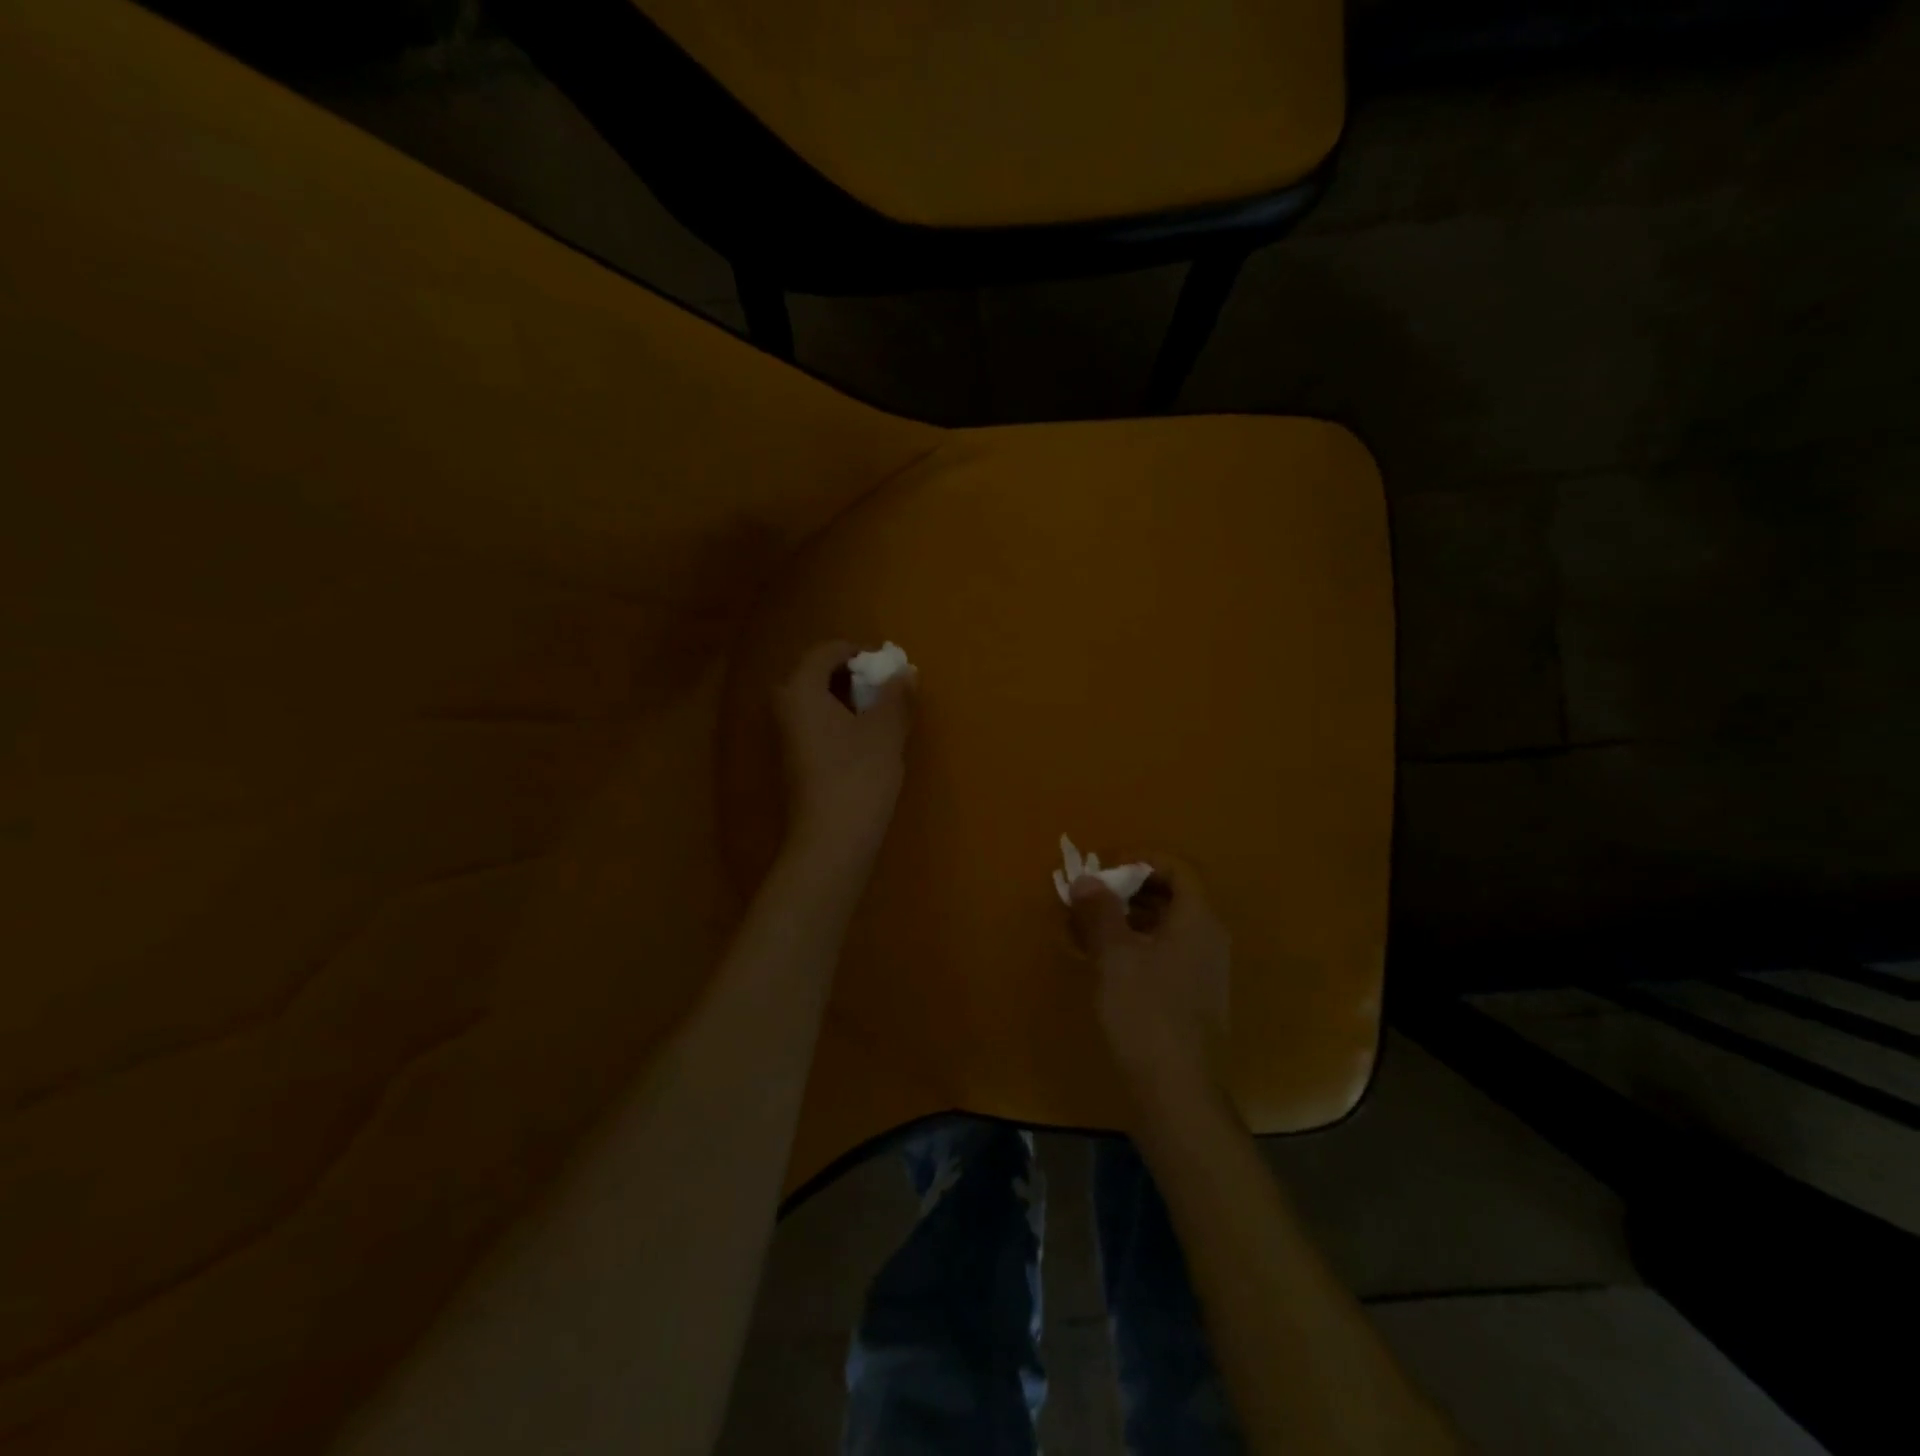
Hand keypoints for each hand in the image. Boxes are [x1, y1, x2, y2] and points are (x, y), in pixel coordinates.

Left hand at [774, 640, 915, 862]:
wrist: (830, 841)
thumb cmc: (858, 777)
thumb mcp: (885, 731)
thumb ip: (896, 696)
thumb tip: (904, 672)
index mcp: (800, 689)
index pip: (826, 651)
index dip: (858, 652)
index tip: (887, 666)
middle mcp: (784, 706)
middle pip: (816, 674)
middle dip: (852, 676)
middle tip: (885, 689)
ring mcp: (785, 736)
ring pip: (815, 701)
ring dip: (846, 700)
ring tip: (881, 714)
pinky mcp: (793, 761)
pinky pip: (815, 724)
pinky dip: (839, 721)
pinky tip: (865, 742)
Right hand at [1069, 855, 1230, 1114]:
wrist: (1177, 1092)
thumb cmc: (1146, 1014)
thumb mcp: (1115, 956)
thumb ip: (1100, 911)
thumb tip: (1086, 879)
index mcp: (1198, 920)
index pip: (1177, 867)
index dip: (1140, 858)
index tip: (1104, 867)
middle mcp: (1209, 938)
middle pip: (1172, 894)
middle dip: (1129, 887)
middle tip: (1091, 896)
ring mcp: (1204, 970)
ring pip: (1166, 925)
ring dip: (1129, 917)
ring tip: (1089, 926)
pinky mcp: (1194, 996)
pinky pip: (1166, 952)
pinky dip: (1136, 944)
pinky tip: (1106, 961)